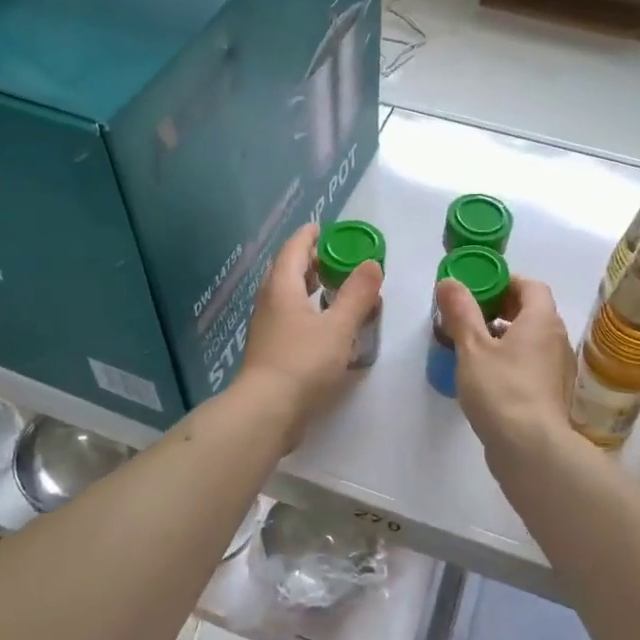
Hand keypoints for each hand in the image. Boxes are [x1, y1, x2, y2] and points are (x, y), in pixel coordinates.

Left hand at [237, 224, 381, 444]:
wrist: (267, 410)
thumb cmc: (303, 362)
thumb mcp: (339, 326)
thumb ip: (357, 295)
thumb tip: (372, 264)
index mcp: (282, 286)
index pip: (295, 247)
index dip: (312, 235)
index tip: (330, 229)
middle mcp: (270, 301)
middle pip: (290, 269)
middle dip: (314, 260)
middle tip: (342, 259)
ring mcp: (268, 326)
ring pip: (290, 295)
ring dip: (312, 287)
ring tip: (338, 289)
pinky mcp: (271, 349)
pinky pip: (291, 317)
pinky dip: (309, 310)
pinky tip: (328, 325)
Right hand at [434, 275, 575, 461]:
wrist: (532, 448)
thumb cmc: (501, 390)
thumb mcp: (472, 348)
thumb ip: (461, 313)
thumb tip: (449, 281)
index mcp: (541, 320)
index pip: (531, 285)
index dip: (505, 281)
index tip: (478, 289)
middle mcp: (557, 339)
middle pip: (533, 311)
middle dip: (503, 308)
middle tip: (471, 317)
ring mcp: (558, 369)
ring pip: (533, 340)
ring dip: (507, 336)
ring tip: (475, 347)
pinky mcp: (553, 394)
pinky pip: (533, 364)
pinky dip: (514, 360)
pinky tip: (489, 377)